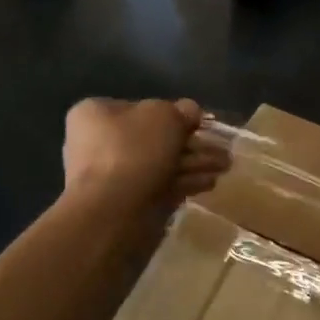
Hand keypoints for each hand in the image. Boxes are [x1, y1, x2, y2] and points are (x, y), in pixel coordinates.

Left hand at [61, 98, 228, 209]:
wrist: (112, 212)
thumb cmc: (133, 151)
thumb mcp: (165, 116)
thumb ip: (181, 110)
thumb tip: (190, 111)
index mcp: (95, 114)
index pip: (139, 107)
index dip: (173, 113)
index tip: (199, 123)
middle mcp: (97, 142)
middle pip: (153, 138)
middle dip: (190, 144)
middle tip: (220, 148)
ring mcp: (110, 176)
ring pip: (159, 164)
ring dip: (193, 163)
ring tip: (224, 167)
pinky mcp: (125, 203)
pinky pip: (159, 186)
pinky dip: (183, 183)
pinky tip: (209, 183)